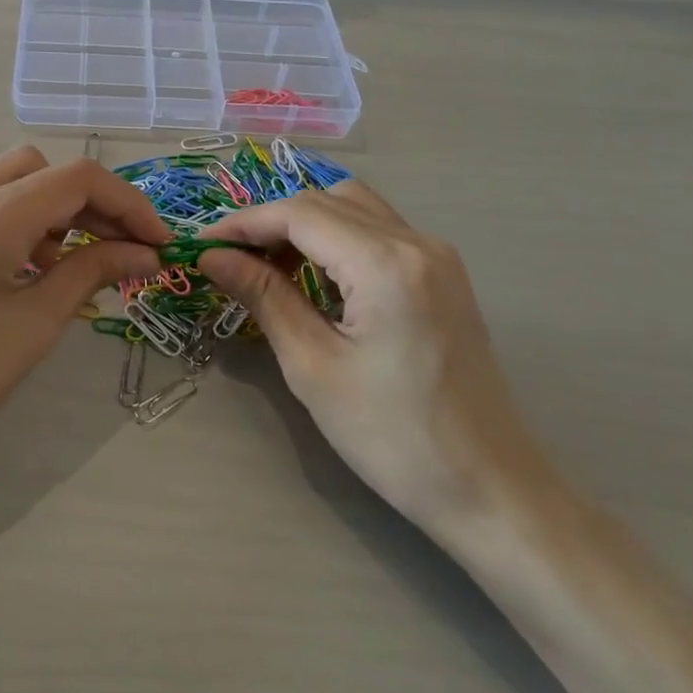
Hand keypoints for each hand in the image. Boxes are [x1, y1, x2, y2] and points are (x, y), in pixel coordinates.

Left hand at [0, 146, 171, 491]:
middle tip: (122, 250)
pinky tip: (30, 268)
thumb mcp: (34, 326)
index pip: (77, 179)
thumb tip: (144, 252)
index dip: (129, 204)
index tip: (157, 241)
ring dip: (56, 211)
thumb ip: (92, 273)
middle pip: (44, 169)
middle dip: (91, 203)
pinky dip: (22, 222)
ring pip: (14, 181)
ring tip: (74, 265)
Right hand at [195, 182, 535, 533]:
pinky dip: (336, 239)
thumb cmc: (393, 437)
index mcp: (386, 263)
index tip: (201, 246)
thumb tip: (212, 257)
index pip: (299, 214)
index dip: (244, 223)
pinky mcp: (443, 276)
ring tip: (265, 266)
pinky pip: (379, 232)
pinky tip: (313, 276)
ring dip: (304, 226)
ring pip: (355, 209)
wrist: (490, 490)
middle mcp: (417, 242)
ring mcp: (437, 256)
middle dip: (270, 222)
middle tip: (229, 260)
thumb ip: (263, 296)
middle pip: (327, 202)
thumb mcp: (312, 366)